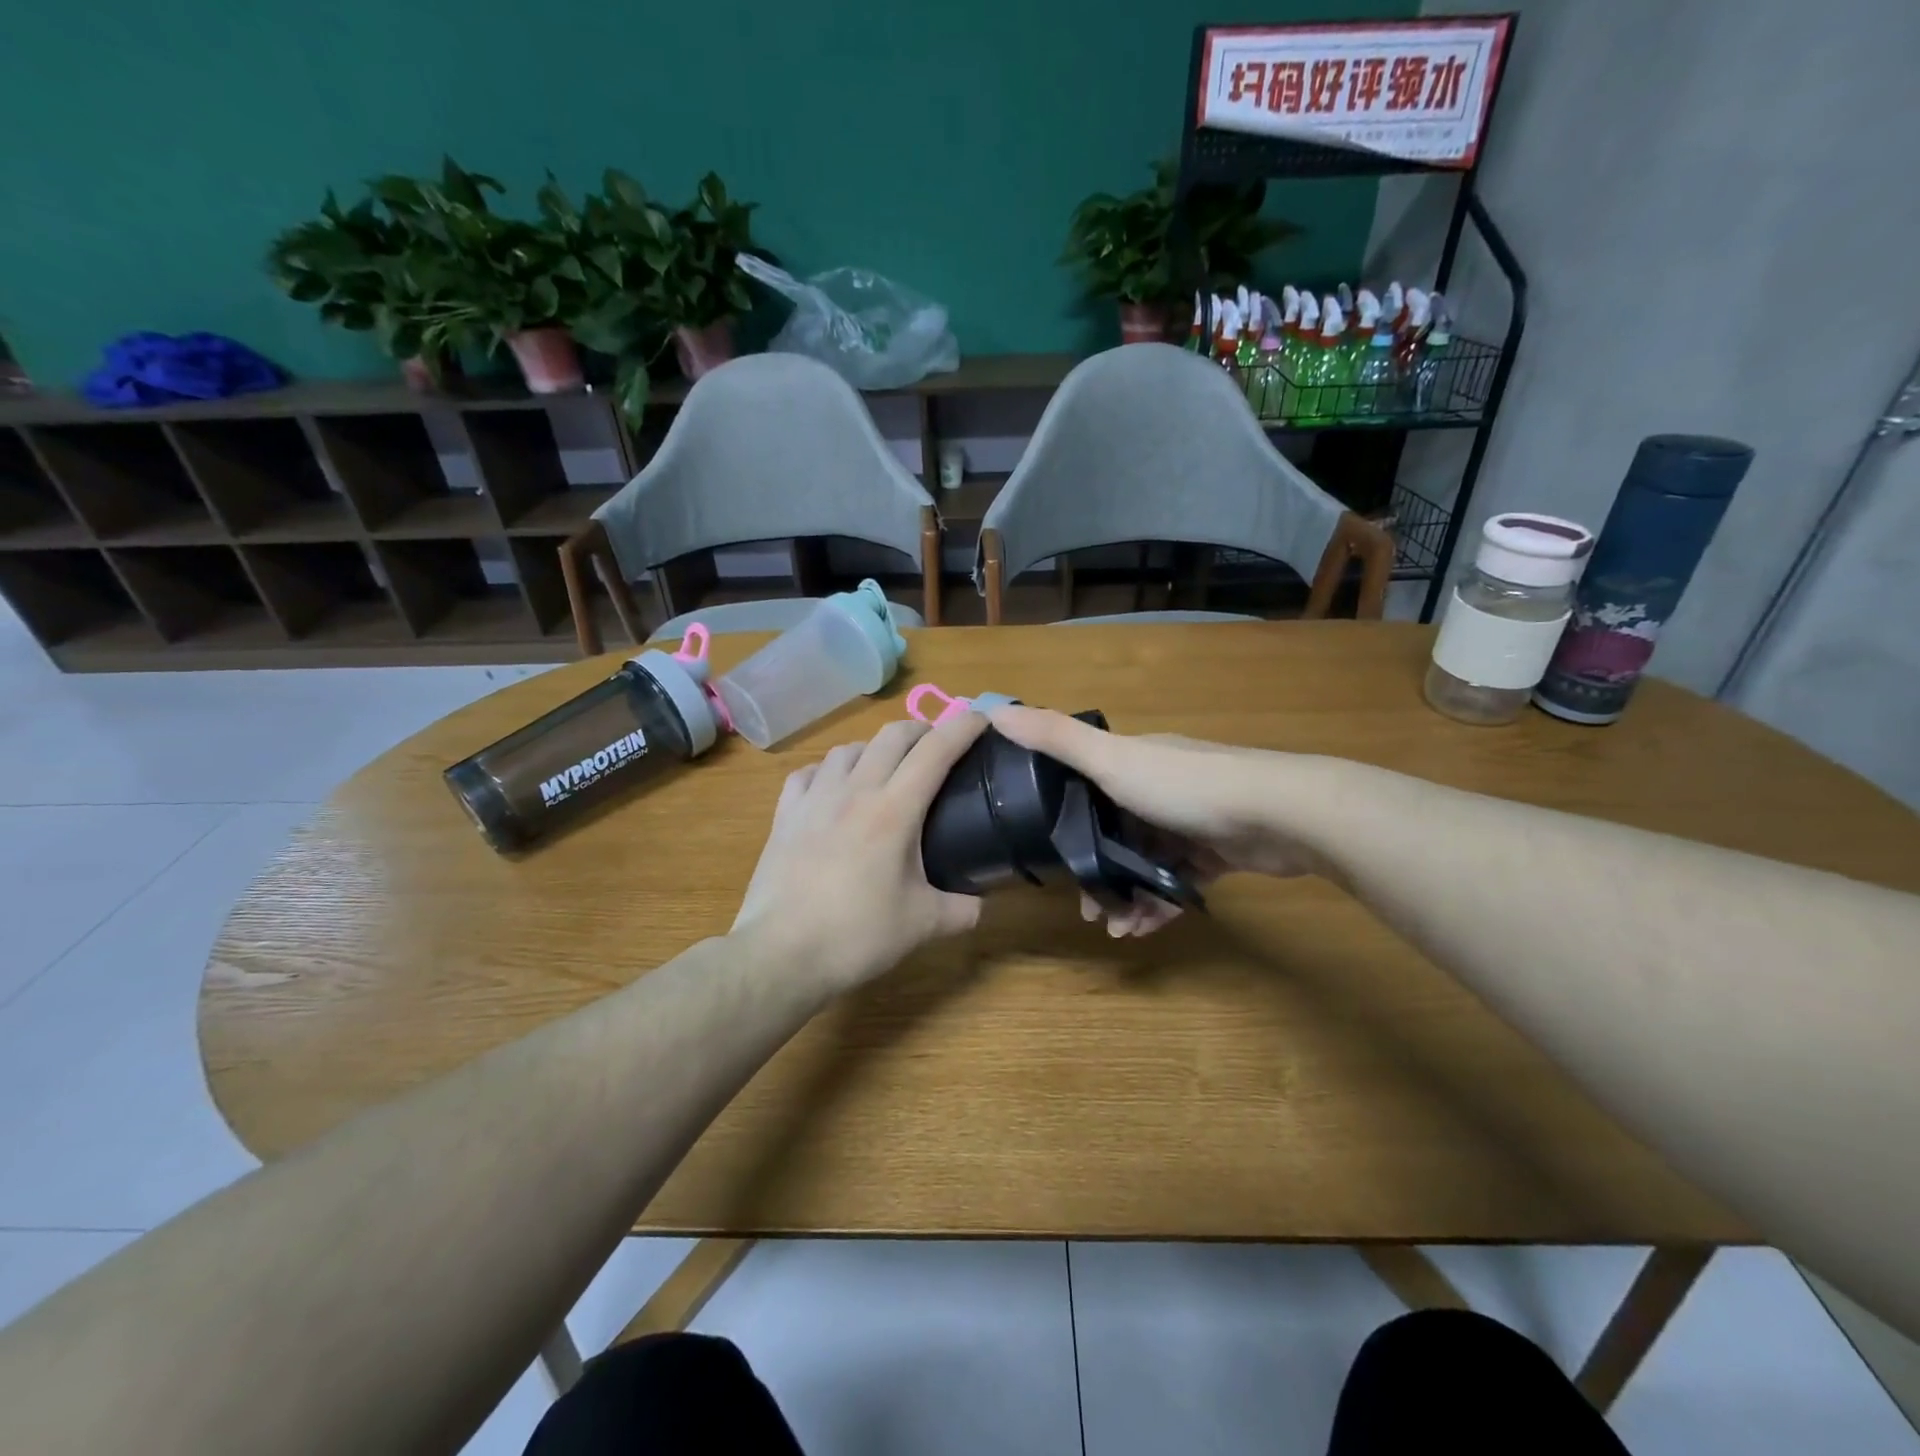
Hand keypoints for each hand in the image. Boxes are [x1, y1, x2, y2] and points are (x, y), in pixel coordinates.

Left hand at [732, 713, 991, 993]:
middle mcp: (855, 791)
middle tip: (936, 746)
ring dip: (875, 748)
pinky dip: (828, 771)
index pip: (935, 751)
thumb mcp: (923, 925)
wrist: (781, 954)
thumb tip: (981, 904)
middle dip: (921, 729)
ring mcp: (814, 799)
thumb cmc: (857, 935)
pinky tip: (832, 789)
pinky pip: (809, 773)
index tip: (981, 718)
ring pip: (849, 748)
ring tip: (885, 768)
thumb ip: (962, 910)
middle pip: (891, 735)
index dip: (962, 727)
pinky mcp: (785, 814)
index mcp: (894, 810)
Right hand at [988, 704, 1319, 935]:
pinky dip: (1162, 904)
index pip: (1086, 791)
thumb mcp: (1112, 760)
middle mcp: (1160, 786)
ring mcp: (1192, 819)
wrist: (1281, 813)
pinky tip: (1150, 929)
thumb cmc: (1187, 785)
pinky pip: (1178, 881)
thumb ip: (1055, 739)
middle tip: (1090, 911)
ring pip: (1147, 862)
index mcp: (1133, 761)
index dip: (1066, 826)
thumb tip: (992, 710)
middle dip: (1100, 873)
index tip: (1053, 863)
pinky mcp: (1219, 851)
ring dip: (1130, 896)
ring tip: (1120, 929)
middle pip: (1115, 833)